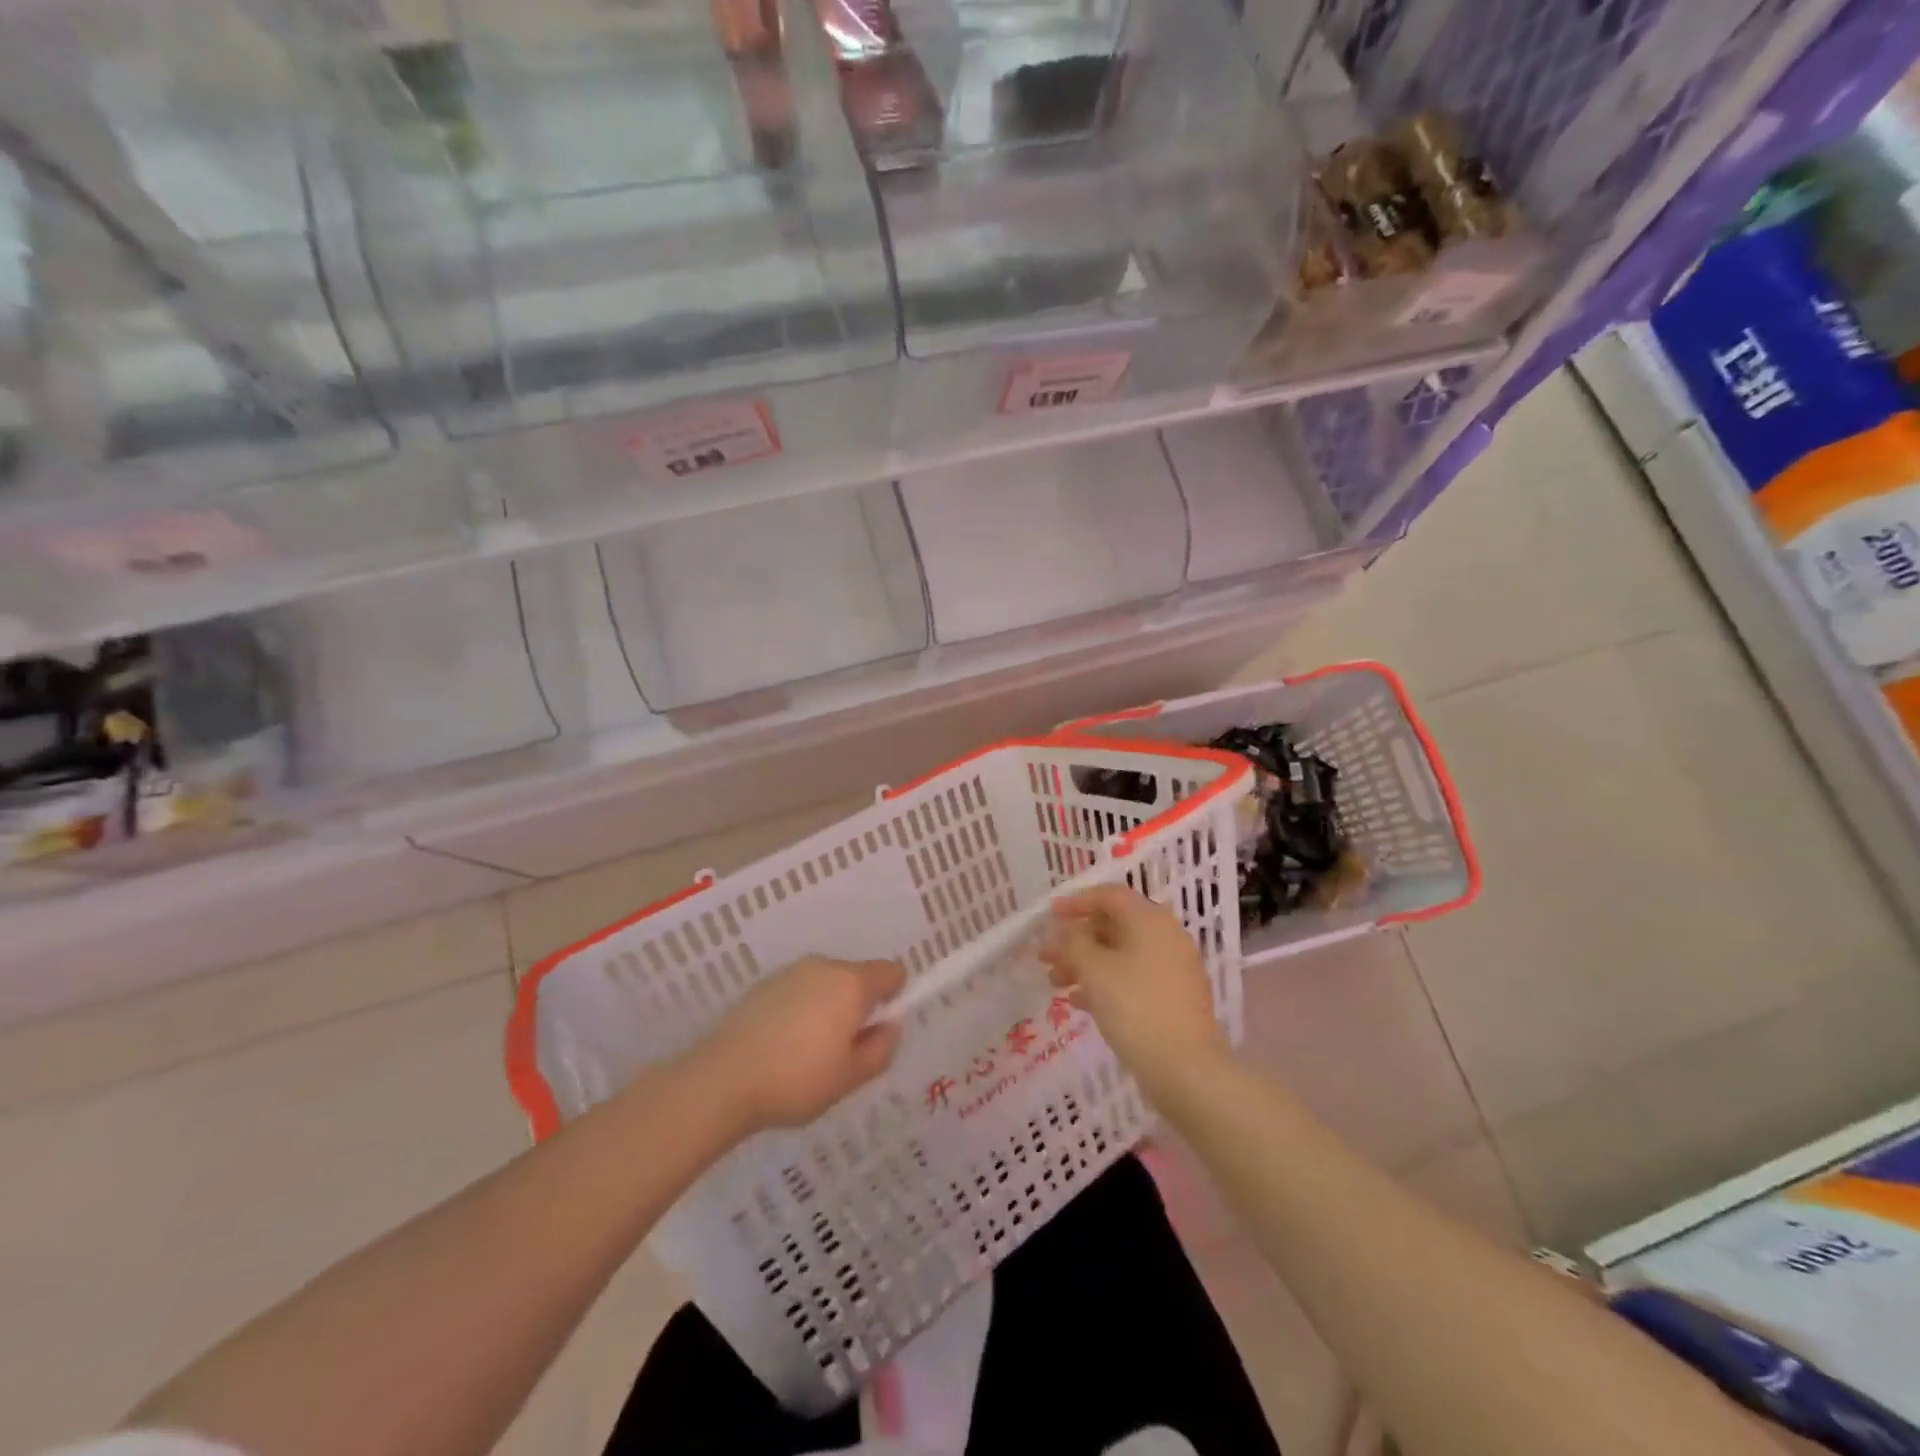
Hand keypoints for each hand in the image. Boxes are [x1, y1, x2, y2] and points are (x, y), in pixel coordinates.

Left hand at [695, 957, 906, 1131]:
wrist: (723, 1080)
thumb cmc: (797, 1079)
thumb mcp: (850, 1077)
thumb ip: (881, 1049)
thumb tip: (890, 1027)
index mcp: (851, 983)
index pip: (891, 971)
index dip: (894, 997)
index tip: (877, 1030)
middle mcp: (824, 966)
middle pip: (857, 976)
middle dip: (858, 1006)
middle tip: (844, 1051)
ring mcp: (790, 973)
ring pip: (826, 984)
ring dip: (828, 1008)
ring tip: (809, 1054)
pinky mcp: (763, 985)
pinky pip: (798, 991)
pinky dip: (801, 1011)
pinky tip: (782, 1047)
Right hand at [1039, 885, 1230, 1098]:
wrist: (1186, 1070)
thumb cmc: (1136, 1008)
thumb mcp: (1095, 970)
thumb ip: (1073, 942)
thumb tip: (1063, 929)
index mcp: (1151, 920)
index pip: (1110, 895)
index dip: (1077, 902)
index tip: (1049, 915)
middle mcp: (1166, 937)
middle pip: (1114, 926)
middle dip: (1076, 939)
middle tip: (1046, 956)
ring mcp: (1172, 969)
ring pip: (1120, 955)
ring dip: (1085, 964)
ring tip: (1055, 983)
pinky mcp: (1172, 999)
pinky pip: (1132, 979)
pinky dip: (1105, 984)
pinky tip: (1079, 1003)